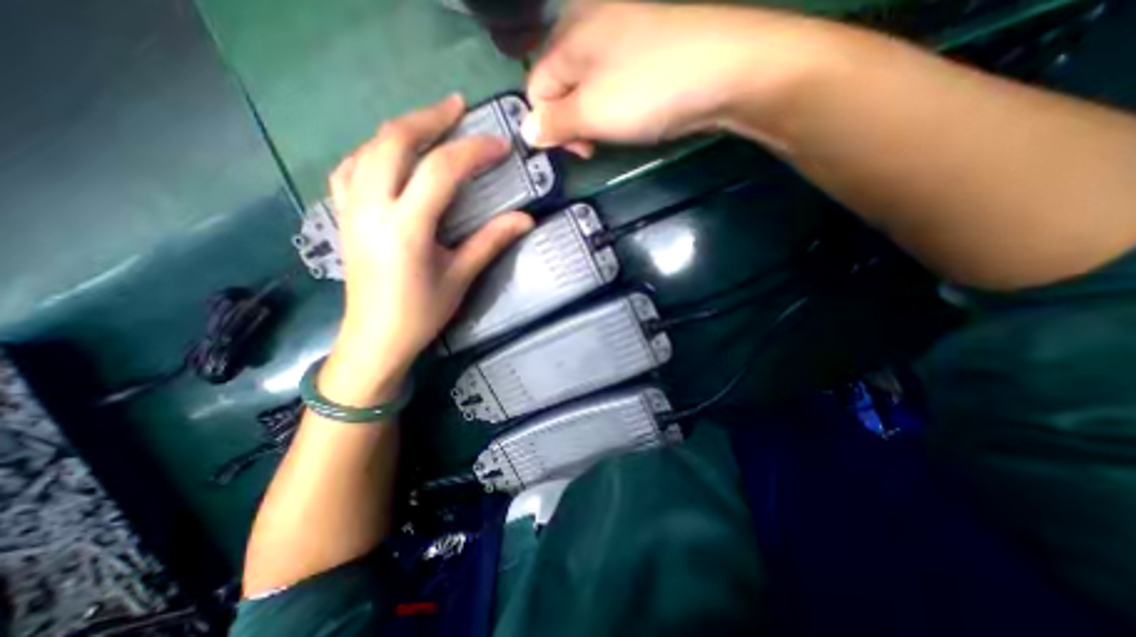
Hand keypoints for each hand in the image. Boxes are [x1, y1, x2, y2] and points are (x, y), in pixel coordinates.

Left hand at [318, 95, 533, 403]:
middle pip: (393, 142)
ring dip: (400, 129)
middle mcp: (372, 208)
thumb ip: (490, 242)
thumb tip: (526, 219)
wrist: (374, 338)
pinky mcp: (344, 215)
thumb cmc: (421, 313)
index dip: (472, 152)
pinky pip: (351, 167)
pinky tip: (392, 154)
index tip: (499, 146)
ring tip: (429, 124)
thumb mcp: (460, 277)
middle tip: (458, 108)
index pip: (440, 171)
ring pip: (368, 148)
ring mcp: (351, 209)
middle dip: (429, 119)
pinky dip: (374, 149)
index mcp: (405, 227)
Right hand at [522, 3, 832, 151]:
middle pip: (561, 84)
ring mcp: (623, 32)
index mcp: (571, 35)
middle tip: (595, 143)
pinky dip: (616, 103)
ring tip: (617, 129)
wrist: (727, 70)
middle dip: (571, 121)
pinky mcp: (648, 47)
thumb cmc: (649, 91)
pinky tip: (634, 112)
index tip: (577, 149)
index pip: (535, 87)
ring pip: (589, 85)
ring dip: (594, 116)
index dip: (548, 124)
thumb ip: (554, 123)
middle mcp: (591, 25)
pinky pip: (615, 80)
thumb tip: (527, 132)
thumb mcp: (591, 112)